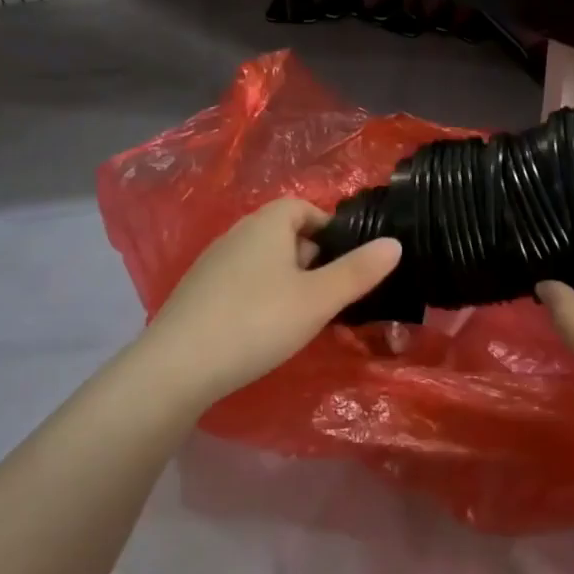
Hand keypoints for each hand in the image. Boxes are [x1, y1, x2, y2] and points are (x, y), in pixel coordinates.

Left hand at [142, 198, 400, 411]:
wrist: (178, 366)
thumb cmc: (258, 321)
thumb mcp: (319, 299)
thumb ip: (358, 271)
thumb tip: (395, 243)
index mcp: (266, 225)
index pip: (302, 207)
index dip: (328, 227)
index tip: (346, 260)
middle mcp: (236, 234)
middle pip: (282, 233)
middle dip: (311, 256)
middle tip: (331, 292)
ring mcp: (211, 264)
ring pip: (261, 260)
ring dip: (285, 278)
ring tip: (302, 314)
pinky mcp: (196, 293)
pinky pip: (239, 282)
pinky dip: (259, 295)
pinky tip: (263, 328)